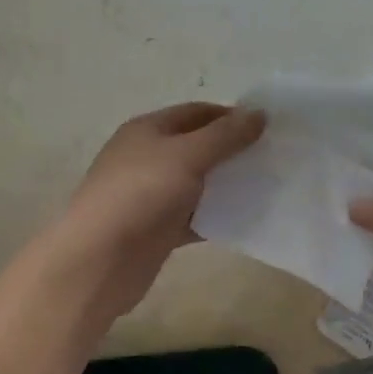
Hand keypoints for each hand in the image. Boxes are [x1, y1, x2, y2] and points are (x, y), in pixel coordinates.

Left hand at [55, 102, 265, 321]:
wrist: (99, 260)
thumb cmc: (141, 194)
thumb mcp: (187, 155)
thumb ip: (225, 135)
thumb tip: (259, 113)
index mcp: (148, 129)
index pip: (196, 112)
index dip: (231, 116)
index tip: (268, 128)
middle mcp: (147, 157)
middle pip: (198, 146)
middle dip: (232, 150)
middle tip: (273, 158)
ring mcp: (151, 195)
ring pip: (197, 183)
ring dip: (227, 184)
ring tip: (267, 187)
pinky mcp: (157, 229)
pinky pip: (194, 216)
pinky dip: (216, 217)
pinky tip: (245, 220)